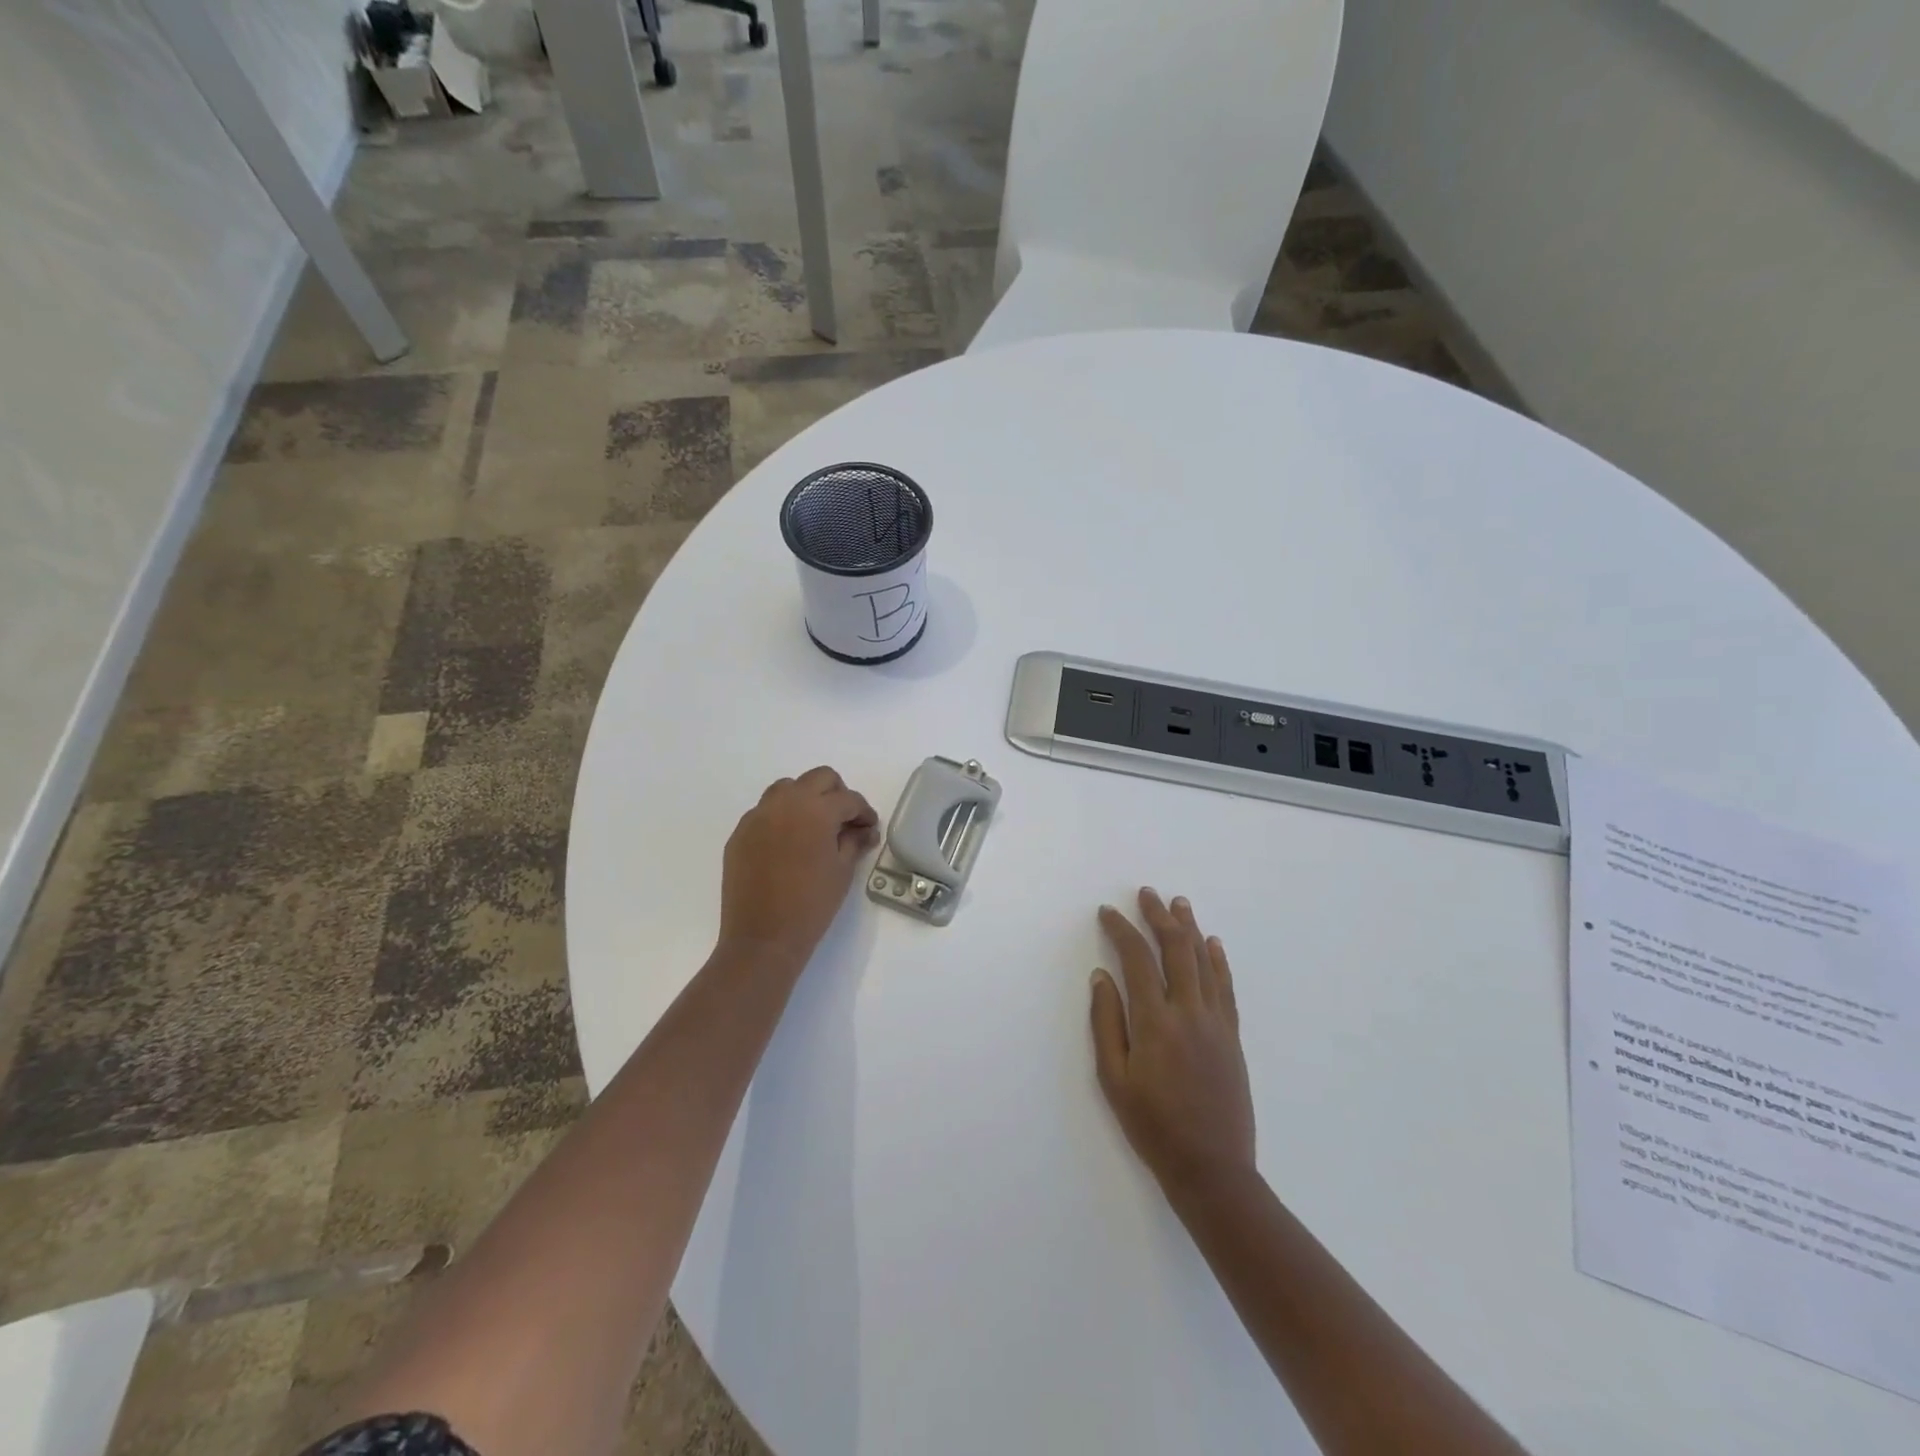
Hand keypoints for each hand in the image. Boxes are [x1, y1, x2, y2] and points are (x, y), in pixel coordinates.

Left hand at [719, 767, 879, 968]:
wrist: (762, 938)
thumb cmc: (811, 905)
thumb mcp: (842, 871)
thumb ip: (854, 842)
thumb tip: (864, 830)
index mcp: (816, 810)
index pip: (848, 799)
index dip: (864, 812)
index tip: (869, 828)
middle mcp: (785, 803)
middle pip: (819, 778)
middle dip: (837, 794)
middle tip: (844, 821)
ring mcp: (758, 816)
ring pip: (787, 788)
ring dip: (806, 799)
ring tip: (814, 828)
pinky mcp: (740, 833)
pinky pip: (765, 812)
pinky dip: (781, 817)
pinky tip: (788, 845)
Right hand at [1091, 888, 1254, 1193]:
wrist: (1212, 1169)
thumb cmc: (1152, 1126)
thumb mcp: (1113, 1078)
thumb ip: (1105, 1022)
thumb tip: (1100, 976)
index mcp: (1154, 1021)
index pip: (1136, 959)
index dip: (1121, 930)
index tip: (1108, 912)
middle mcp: (1188, 1011)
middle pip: (1175, 949)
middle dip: (1159, 917)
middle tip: (1147, 894)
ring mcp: (1216, 1022)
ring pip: (1203, 961)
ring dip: (1189, 928)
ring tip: (1179, 903)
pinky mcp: (1232, 1036)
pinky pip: (1226, 987)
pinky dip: (1218, 960)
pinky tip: (1213, 944)